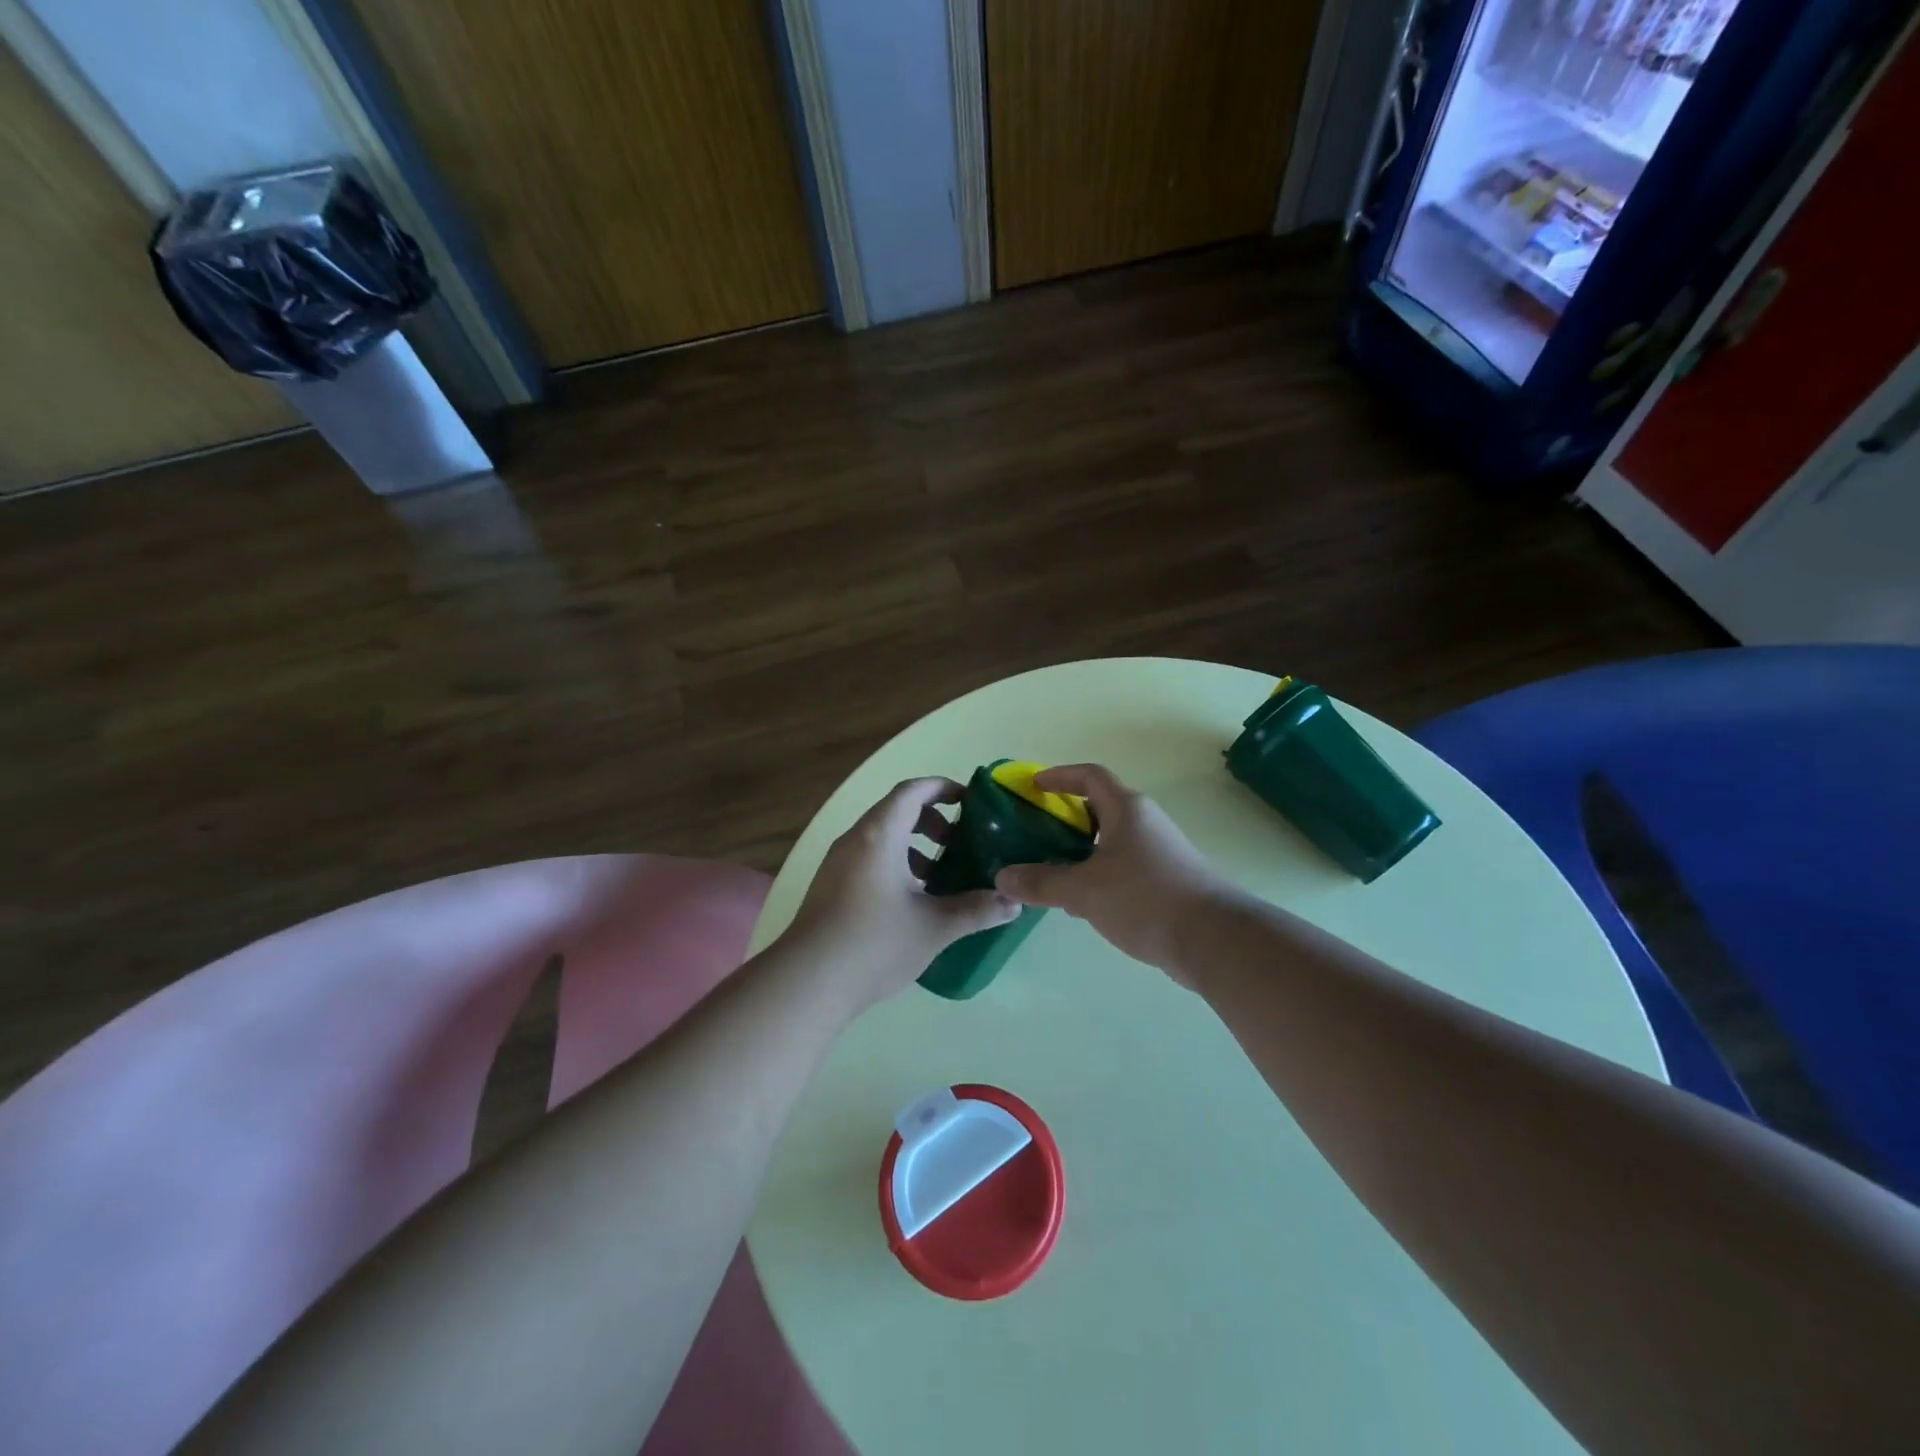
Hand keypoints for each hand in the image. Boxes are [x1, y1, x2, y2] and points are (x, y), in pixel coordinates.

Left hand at [782, 777, 1019, 1012]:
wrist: (807, 982)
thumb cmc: (875, 943)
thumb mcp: (935, 927)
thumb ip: (976, 910)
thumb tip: (1014, 903)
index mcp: (879, 835)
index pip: (912, 791)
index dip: (942, 788)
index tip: (969, 800)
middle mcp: (855, 839)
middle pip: (896, 811)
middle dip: (931, 821)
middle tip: (958, 843)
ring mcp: (837, 863)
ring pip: (881, 838)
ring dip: (913, 847)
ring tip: (938, 878)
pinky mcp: (830, 887)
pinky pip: (868, 858)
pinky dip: (894, 864)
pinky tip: (910, 903)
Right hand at [993, 764, 1233, 978]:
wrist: (1214, 940)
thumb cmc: (1145, 899)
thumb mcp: (1084, 890)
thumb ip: (1041, 882)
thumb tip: (1002, 877)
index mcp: (1126, 809)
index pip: (1090, 776)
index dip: (1060, 776)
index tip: (1034, 786)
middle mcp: (1145, 823)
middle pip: (1100, 808)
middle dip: (1065, 818)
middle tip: (1033, 834)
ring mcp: (1160, 852)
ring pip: (1111, 841)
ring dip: (1080, 851)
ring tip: (1050, 872)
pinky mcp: (1168, 882)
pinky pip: (1124, 867)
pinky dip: (1098, 875)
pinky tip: (1082, 903)